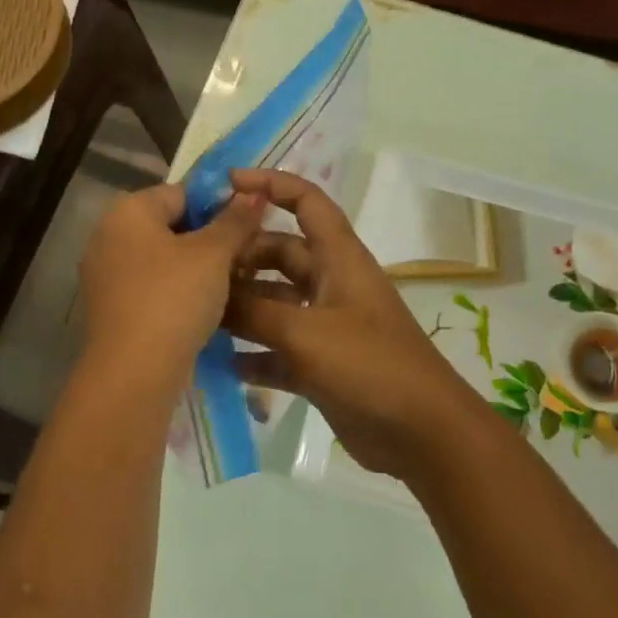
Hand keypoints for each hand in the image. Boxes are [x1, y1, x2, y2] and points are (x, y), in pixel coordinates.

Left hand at [80, 182, 264, 376]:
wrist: (133, 372)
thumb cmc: (174, 299)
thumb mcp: (213, 254)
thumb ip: (234, 220)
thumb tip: (253, 193)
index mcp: (127, 211)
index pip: (182, 193)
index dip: (219, 205)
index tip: (249, 227)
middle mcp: (107, 236)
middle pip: (171, 226)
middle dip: (209, 239)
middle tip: (245, 258)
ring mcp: (105, 275)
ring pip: (163, 260)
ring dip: (196, 269)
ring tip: (233, 285)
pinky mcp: (111, 309)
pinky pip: (151, 287)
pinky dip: (177, 292)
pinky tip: (205, 309)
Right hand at [223, 168, 479, 482]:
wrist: (421, 432)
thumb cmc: (368, 365)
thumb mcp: (305, 331)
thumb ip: (253, 311)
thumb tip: (210, 296)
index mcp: (339, 258)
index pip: (306, 202)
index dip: (270, 184)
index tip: (225, 185)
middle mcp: (331, 285)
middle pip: (280, 254)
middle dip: (241, 257)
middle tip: (195, 271)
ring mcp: (326, 326)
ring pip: (275, 303)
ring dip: (241, 308)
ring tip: (196, 315)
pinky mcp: (321, 364)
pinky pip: (278, 349)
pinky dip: (253, 353)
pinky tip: (220, 363)